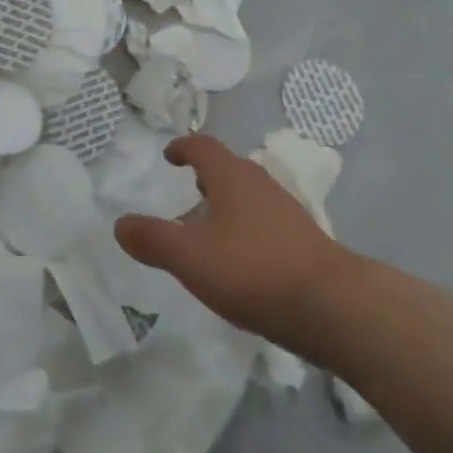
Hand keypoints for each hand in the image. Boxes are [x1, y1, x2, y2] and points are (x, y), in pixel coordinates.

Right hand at [116, 134, 349, 341]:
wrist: (332, 305)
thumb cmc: (254, 270)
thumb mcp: (191, 258)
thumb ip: (153, 240)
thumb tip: (119, 224)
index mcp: (231, 176)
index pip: (203, 146)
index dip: (183, 147)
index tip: (169, 156)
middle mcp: (259, 183)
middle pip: (227, 168)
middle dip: (205, 176)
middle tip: (186, 190)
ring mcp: (285, 210)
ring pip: (247, 195)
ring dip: (226, 203)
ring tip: (209, 228)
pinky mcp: (302, 239)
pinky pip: (264, 220)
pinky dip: (245, 227)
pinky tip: (242, 260)